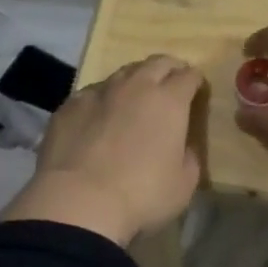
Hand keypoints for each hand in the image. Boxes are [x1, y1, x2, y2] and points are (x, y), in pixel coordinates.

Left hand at [0, 55, 206, 246]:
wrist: (77, 203)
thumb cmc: (141, 195)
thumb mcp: (183, 184)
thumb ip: (189, 157)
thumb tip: (183, 146)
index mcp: (169, 101)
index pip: (189, 76)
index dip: (196, 81)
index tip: (197, 91)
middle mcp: (136, 86)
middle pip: (158, 63)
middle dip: (169, 69)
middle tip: (172, 84)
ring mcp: (100, 92)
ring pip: (123, 73)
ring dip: (136, 80)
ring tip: (136, 97)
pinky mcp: (70, 105)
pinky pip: (93, 92)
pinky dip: (104, 98)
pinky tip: (100, 115)